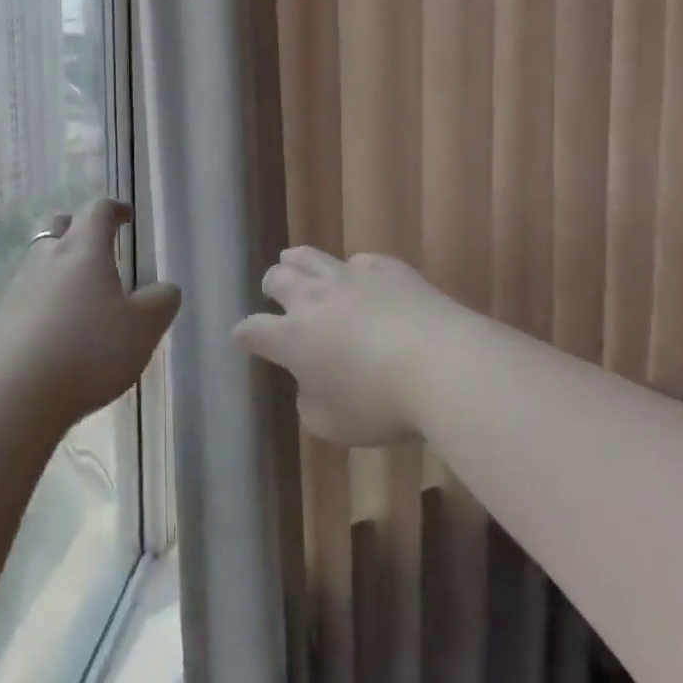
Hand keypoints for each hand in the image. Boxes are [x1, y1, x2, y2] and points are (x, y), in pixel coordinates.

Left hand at [0, 198, 180, 428]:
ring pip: (38, 261)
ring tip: (80, 293)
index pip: (97, 212)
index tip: (126, 215)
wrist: (13, 395)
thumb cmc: (89, 351)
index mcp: (84, 252)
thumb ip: (160, 303)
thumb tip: (165, 289)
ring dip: (58, 267)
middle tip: (96, 244)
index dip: (114, 209)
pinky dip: (43, 301)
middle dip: (77, 227)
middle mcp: (46, 261)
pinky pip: (25, 297)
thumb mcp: (142, 329)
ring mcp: (17, 290)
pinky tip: (55, 328)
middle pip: (57, 226)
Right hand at [232, 248, 472, 446]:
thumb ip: (311, 405)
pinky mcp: (387, 269)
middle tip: (271, 291)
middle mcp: (313, 299)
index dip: (243, 334)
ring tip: (292, 261)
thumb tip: (310, 388)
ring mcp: (350, 278)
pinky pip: (359, 261)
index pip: (253, 330)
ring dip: (296, 261)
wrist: (442, 364)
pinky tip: (359, 276)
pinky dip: (353, 270)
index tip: (240, 338)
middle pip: (278, 279)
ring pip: (310, 257)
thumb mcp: (333, 424)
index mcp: (292, 337)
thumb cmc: (380, 404)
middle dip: (270, 286)